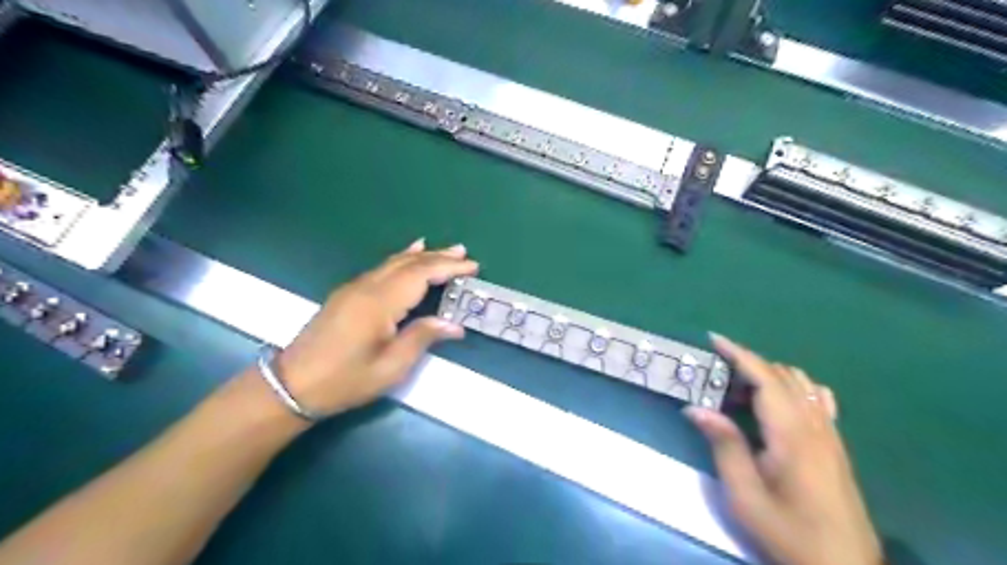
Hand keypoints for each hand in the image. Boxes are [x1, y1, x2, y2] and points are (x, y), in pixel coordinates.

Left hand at [275, 237, 478, 418]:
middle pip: (408, 264)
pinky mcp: (347, 293)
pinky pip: (381, 268)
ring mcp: (354, 288)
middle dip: (438, 257)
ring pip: (394, 262)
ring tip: (445, 251)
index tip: (473, 267)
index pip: (421, 275)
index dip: (448, 268)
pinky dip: (401, 260)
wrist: (292, 386)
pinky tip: (408, 255)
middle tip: (464, 253)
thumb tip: (454, 325)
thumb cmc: (345, 381)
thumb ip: (422, 338)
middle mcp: (367, 287)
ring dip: (422, 255)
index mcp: (379, 303)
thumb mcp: (390, 368)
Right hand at [684, 333, 883, 563]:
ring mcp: (830, 434)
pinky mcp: (836, 446)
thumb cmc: (788, 532)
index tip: (713, 339)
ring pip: (802, 384)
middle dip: (748, 364)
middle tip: (716, 374)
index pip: (765, 378)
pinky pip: (817, 399)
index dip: (739, 354)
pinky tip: (777, 404)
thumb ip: (723, 445)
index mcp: (792, 434)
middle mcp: (815, 425)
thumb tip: (694, 408)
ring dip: (769, 375)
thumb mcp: (745, 495)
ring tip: (740, 390)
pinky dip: (793, 388)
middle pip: (783, 375)